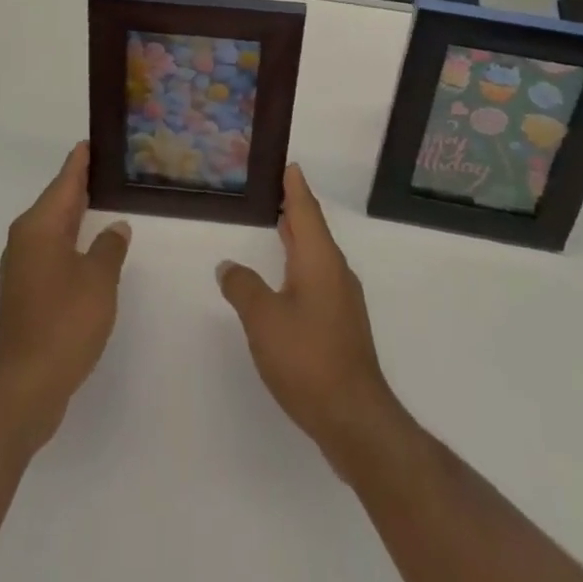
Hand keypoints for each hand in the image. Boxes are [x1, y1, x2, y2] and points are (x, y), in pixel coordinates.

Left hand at [0, 141, 131, 451]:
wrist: (24, 387)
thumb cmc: (64, 323)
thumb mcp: (98, 280)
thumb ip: (109, 247)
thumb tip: (115, 227)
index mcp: (40, 226)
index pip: (65, 181)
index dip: (81, 161)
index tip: (92, 140)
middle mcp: (26, 238)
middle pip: (57, 200)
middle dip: (81, 184)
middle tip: (109, 167)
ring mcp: (22, 266)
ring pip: (54, 227)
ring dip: (76, 214)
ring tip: (106, 200)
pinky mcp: (25, 291)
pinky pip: (52, 249)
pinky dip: (71, 240)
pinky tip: (91, 246)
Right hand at [217, 164, 401, 464]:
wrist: (354, 419)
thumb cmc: (307, 358)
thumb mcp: (263, 319)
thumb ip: (243, 287)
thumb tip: (228, 265)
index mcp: (319, 259)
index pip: (305, 209)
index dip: (295, 186)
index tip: (289, 164)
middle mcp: (335, 271)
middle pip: (313, 228)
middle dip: (295, 207)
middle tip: (276, 187)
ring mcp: (341, 300)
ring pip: (316, 254)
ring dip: (298, 236)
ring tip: (279, 223)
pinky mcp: (341, 325)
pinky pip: (318, 277)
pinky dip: (301, 263)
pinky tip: (287, 277)